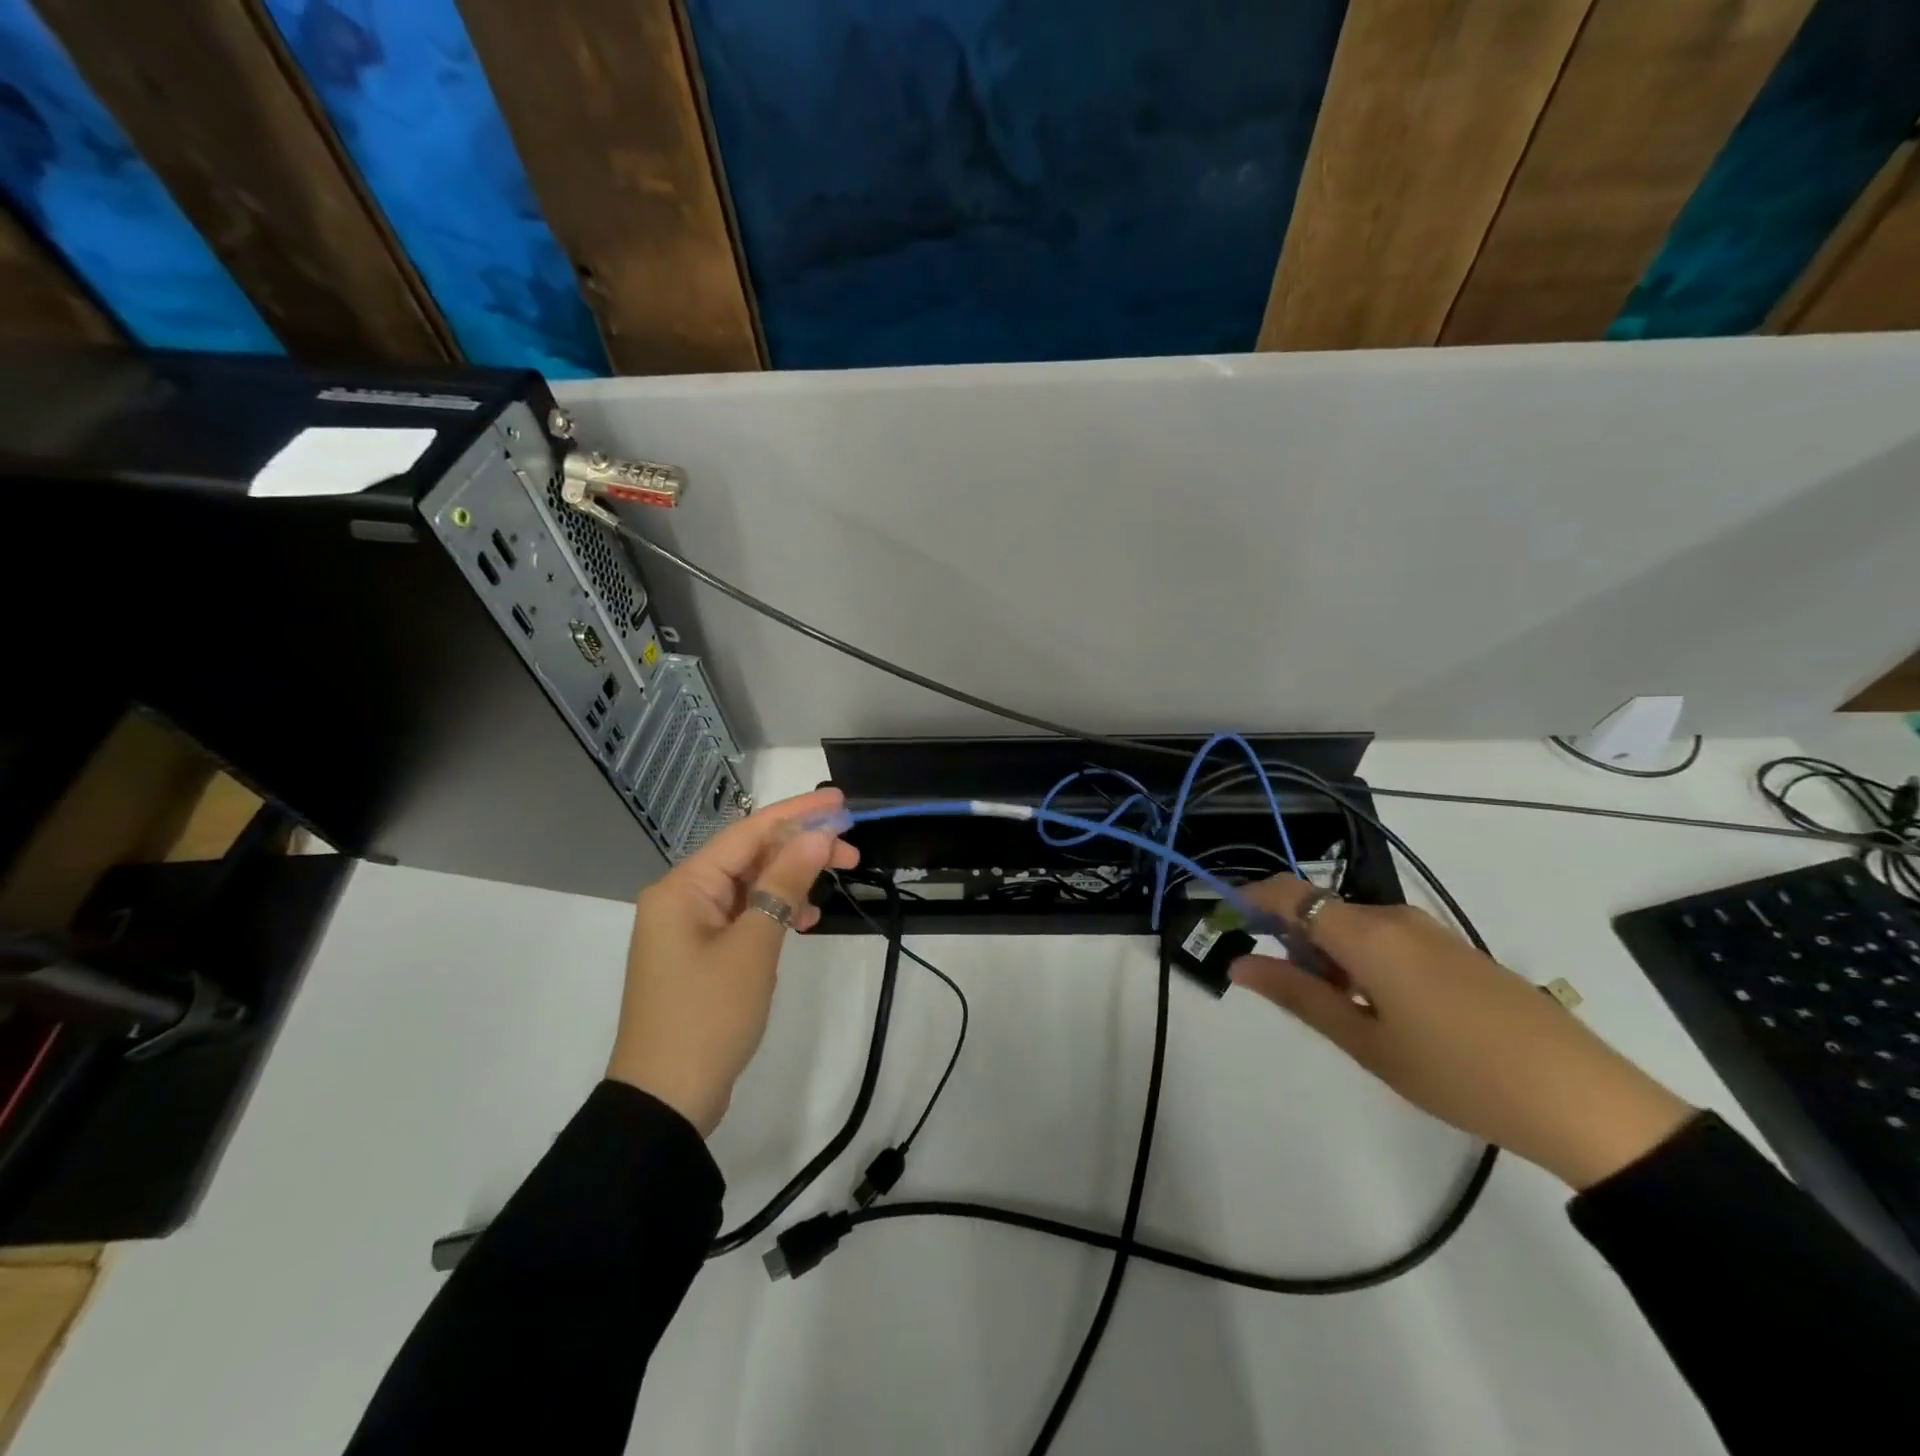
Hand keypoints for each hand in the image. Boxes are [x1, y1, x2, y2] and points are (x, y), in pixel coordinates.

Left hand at [607, 788, 858, 1137]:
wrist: (665, 1102)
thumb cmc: (708, 1016)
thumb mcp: (754, 946)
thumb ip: (784, 884)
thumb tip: (816, 837)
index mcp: (684, 887)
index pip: (748, 833)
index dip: (798, 813)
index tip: (841, 803)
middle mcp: (683, 898)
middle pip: (750, 856)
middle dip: (800, 848)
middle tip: (852, 850)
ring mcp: (691, 929)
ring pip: (750, 886)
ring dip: (792, 880)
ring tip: (837, 881)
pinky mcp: (702, 956)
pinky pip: (745, 917)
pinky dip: (776, 913)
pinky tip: (804, 921)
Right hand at [1230, 878, 1693, 1189]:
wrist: (1583, 1100)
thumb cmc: (1456, 1072)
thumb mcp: (1365, 1041)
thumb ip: (1298, 995)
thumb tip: (1239, 963)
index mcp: (1367, 934)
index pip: (1290, 892)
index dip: (1252, 899)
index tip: (1229, 923)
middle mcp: (1397, 918)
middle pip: (1323, 911)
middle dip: (1295, 942)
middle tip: (1297, 999)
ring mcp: (1433, 932)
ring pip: (1357, 927)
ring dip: (1333, 957)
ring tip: (1350, 1017)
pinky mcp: (1458, 951)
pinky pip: (1391, 940)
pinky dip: (1367, 963)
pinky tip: (1391, 1014)